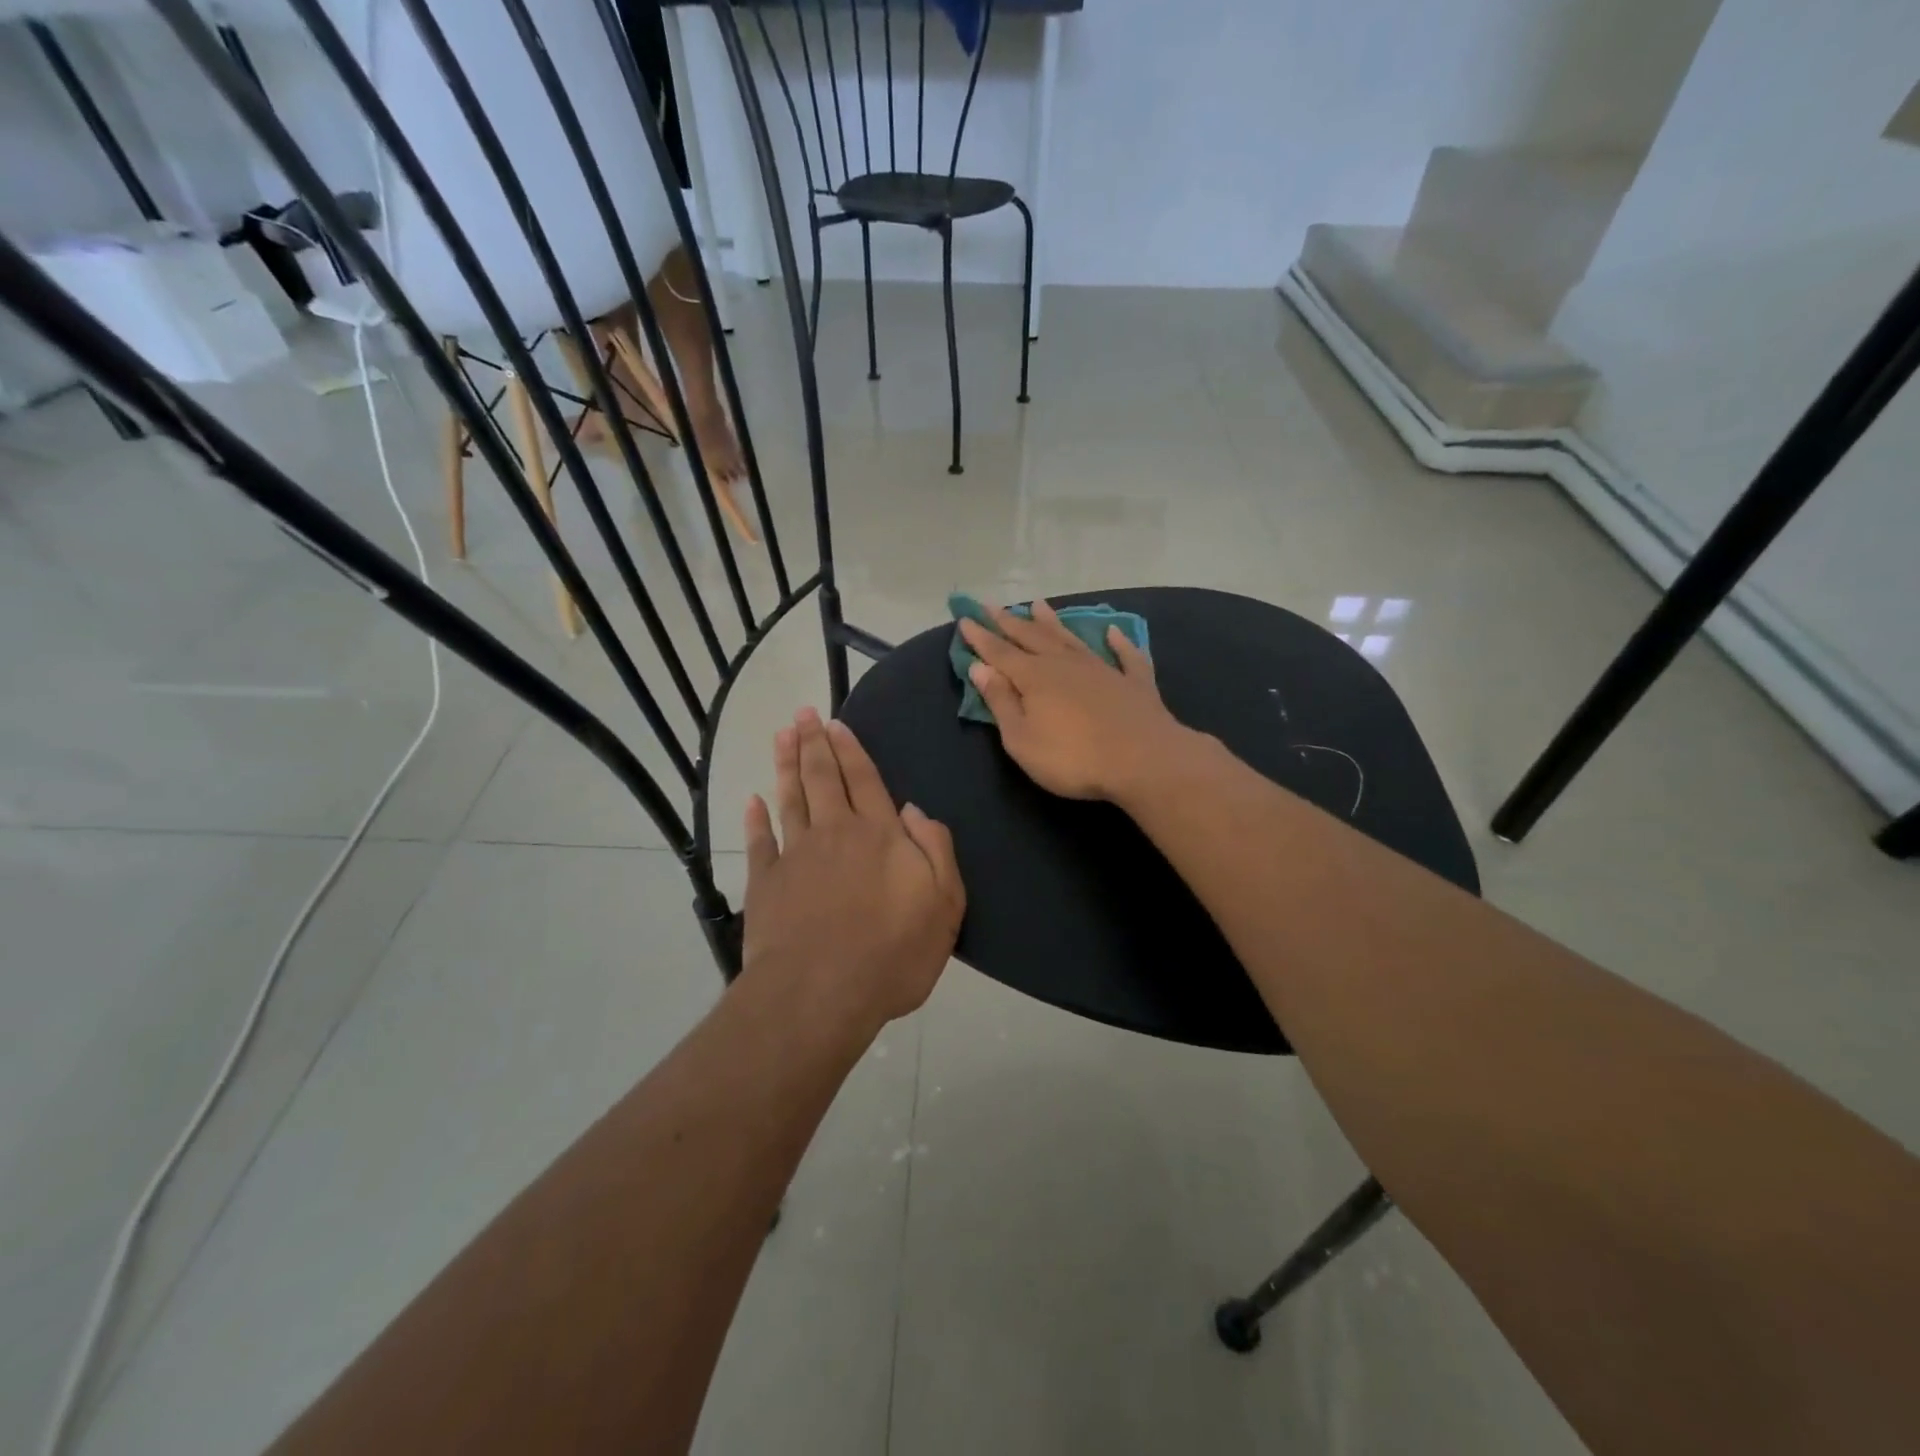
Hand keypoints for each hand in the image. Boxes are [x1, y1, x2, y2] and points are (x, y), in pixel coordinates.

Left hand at [742, 709, 964, 1035]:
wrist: (820, 993)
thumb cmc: (892, 953)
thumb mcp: (944, 904)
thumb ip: (935, 850)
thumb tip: (914, 810)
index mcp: (880, 835)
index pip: (865, 780)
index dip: (850, 750)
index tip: (835, 724)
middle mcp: (836, 833)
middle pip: (823, 778)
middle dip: (814, 743)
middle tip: (803, 713)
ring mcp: (796, 855)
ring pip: (790, 798)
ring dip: (786, 765)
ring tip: (781, 735)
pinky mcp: (766, 883)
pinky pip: (759, 841)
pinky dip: (755, 819)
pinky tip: (752, 801)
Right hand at [958, 600, 1199, 802]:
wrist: (1143, 760)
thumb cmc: (1072, 758)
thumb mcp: (1022, 739)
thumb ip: (1001, 701)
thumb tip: (981, 667)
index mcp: (1034, 677)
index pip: (1000, 652)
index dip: (981, 637)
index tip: (965, 619)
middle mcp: (1066, 664)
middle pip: (1032, 637)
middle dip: (1009, 622)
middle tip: (991, 606)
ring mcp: (1103, 669)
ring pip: (1071, 639)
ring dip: (1053, 623)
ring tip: (1038, 605)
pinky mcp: (1134, 683)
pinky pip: (1125, 656)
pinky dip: (1119, 642)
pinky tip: (1114, 632)